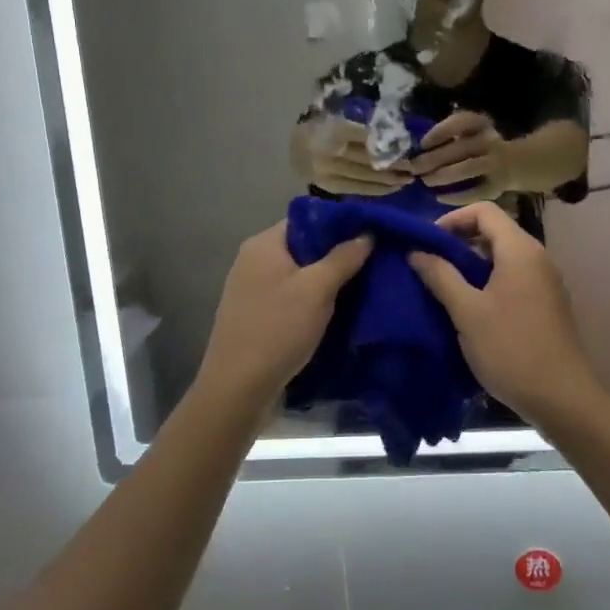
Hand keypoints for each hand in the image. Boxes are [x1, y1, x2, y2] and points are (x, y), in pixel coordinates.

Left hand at [196, 222, 372, 412]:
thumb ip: (343, 258)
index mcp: (263, 244)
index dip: (339, 225)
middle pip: (303, 247)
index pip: (306, 219)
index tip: (370, 235)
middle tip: (372, 263)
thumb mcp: (317, 290)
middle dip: (336, 255)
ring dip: (326, 282)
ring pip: (299, 275)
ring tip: (361, 287)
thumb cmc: (277, 329)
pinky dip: (312, 302)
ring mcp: (252, 290)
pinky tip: (337, 312)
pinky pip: (290, 297)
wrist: (237, 390)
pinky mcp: (256, 316)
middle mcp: (253, 261)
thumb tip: (366, 233)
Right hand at [300, 116, 410, 195]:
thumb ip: (362, 126)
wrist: (294, 147)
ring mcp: (330, 172)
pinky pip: (358, 189)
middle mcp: (332, 152)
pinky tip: (391, 189)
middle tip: (414, 168)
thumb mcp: (340, 117)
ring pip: (366, 178)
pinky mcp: (329, 186)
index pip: (369, 138)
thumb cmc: (322, 127)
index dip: (390, 144)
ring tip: (408, 180)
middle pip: (370, 161)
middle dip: (395, 166)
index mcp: (336, 130)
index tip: (408, 146)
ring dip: (390, 181)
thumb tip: (395, 134)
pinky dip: (376, 190)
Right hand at [406, 202, 598, 425]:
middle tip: (431, 264)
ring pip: (503, 256)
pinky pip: (513, 276)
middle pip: (494, 231)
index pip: (484, 211)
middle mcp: (537, 257)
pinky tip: (471, 307)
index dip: (452, 219)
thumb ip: (440, 276)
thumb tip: (416, 251)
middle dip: (459, 242)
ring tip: (445, 286)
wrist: (562, 399)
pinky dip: (489, 280)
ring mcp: (545, 280)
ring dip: (472, 263)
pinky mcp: (547, 302)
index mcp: (520, 250)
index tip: (428, 243)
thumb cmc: (511, 349)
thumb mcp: (467, 312)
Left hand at [409, 110, 512, 200]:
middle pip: (460, 147)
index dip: (440, 132)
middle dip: (434, 158)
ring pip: (468, 168)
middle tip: (414, 168)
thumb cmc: (478, 146)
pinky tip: (439, 197)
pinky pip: (476, 191)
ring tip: (426, 181)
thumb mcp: (467, 134)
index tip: (423, 144)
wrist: (515, 163)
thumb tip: (416, 150)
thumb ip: (447, 138)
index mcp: (481, 124)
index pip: (462, 121)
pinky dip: (457, 196)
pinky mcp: (498, 186)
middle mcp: (490, 140)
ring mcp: (496, 163)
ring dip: (443, 175)